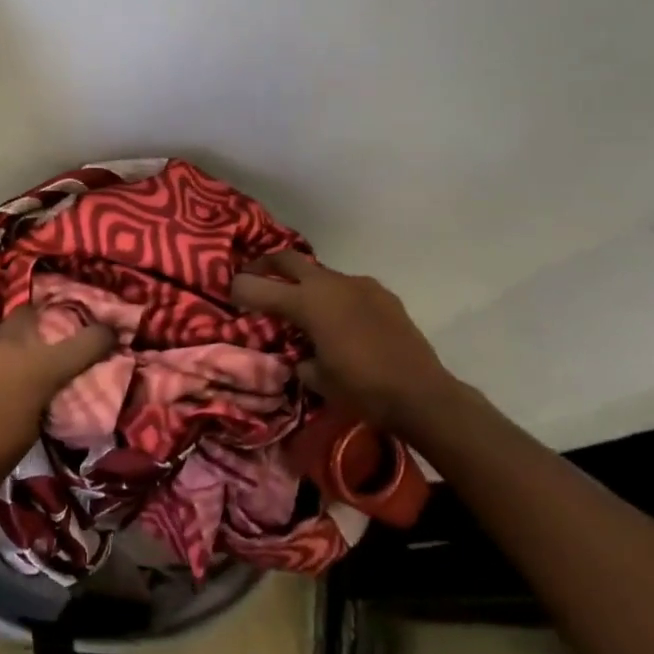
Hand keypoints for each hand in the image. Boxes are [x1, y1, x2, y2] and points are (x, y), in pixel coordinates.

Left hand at [0, 307, 115, 502]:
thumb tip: (50, 384)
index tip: (109, 336)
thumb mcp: (34, 428)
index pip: (86, 339)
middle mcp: (10, 344)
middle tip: (46, 341)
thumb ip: (46, 394)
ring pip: (1, 326)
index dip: (103, 336)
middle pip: (33, 313)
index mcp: (40, 367)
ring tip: (10, 358)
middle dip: (43, 323)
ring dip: (11, 337)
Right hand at [231, 251, 461, 433]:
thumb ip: (299, 357)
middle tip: (255, 278)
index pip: (257, 285)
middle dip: (266, 265)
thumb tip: (299, 353)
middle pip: (287, 258)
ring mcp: (360, 285)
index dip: (238, 288)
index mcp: (307, 302)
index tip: (230, 295)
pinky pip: (348, 287)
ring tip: (302, 306)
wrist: (423, 394)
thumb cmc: (362, 389)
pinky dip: (334, 297)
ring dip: (304, 283)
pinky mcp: (382, 294)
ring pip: (320, 273)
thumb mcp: (316, 378)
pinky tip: (341, 320)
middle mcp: (330, 284)